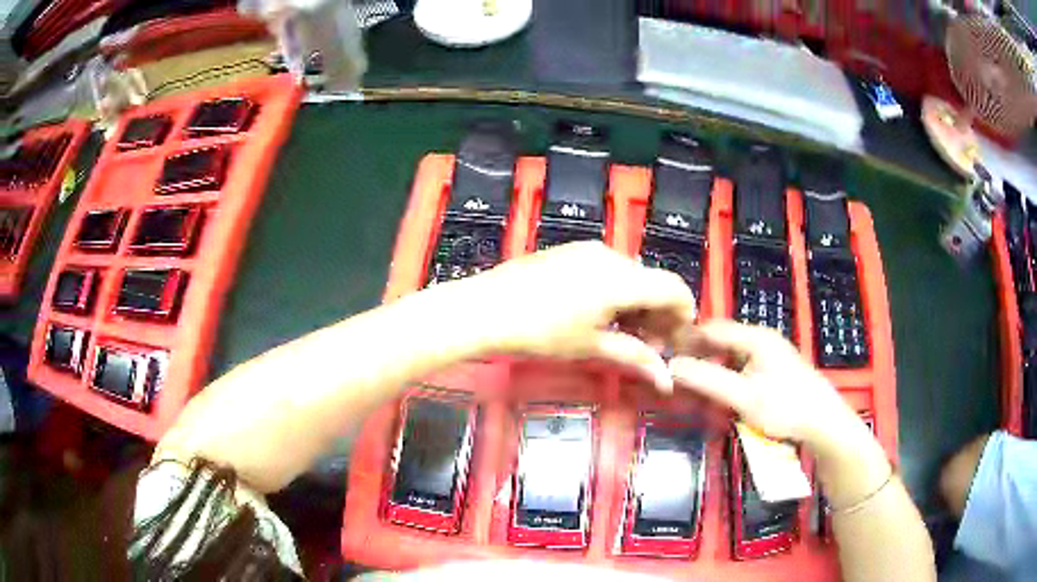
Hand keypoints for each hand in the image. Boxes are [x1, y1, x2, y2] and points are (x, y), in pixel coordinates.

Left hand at [457, 241, 695, 391]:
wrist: (484, 309)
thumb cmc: (539, 332)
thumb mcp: (590, 346)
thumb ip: (634, 357)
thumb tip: (666, 379)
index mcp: (622, 278)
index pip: (674, 288)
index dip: (684, 314)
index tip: (678, 341)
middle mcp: (611, 257)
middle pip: (652, 282)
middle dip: (659, 313)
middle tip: (652, 346)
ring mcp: (588, 251)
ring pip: (630, 276)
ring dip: (638, 304)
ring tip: (625, 335)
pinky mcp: (570, 252)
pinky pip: (608, 270)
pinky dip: (617, 293)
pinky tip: (602, 316)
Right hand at [668, 320, 863, 453]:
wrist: (822, 422)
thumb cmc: (784, 407)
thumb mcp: (742, 396)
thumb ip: (707, 380)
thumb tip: (671, 367)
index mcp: (755, 338)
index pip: (712, 328)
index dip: (687, 338)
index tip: (664, 353)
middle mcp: (762, 339)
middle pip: (722, 340)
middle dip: (698, 354)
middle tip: (676, 373)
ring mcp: (771, 354)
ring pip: (732, 354)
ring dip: (712, 366)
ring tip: (694, 384)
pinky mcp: (775, 369)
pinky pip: (742, 366)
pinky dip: (727, 375)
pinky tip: (721, 391)